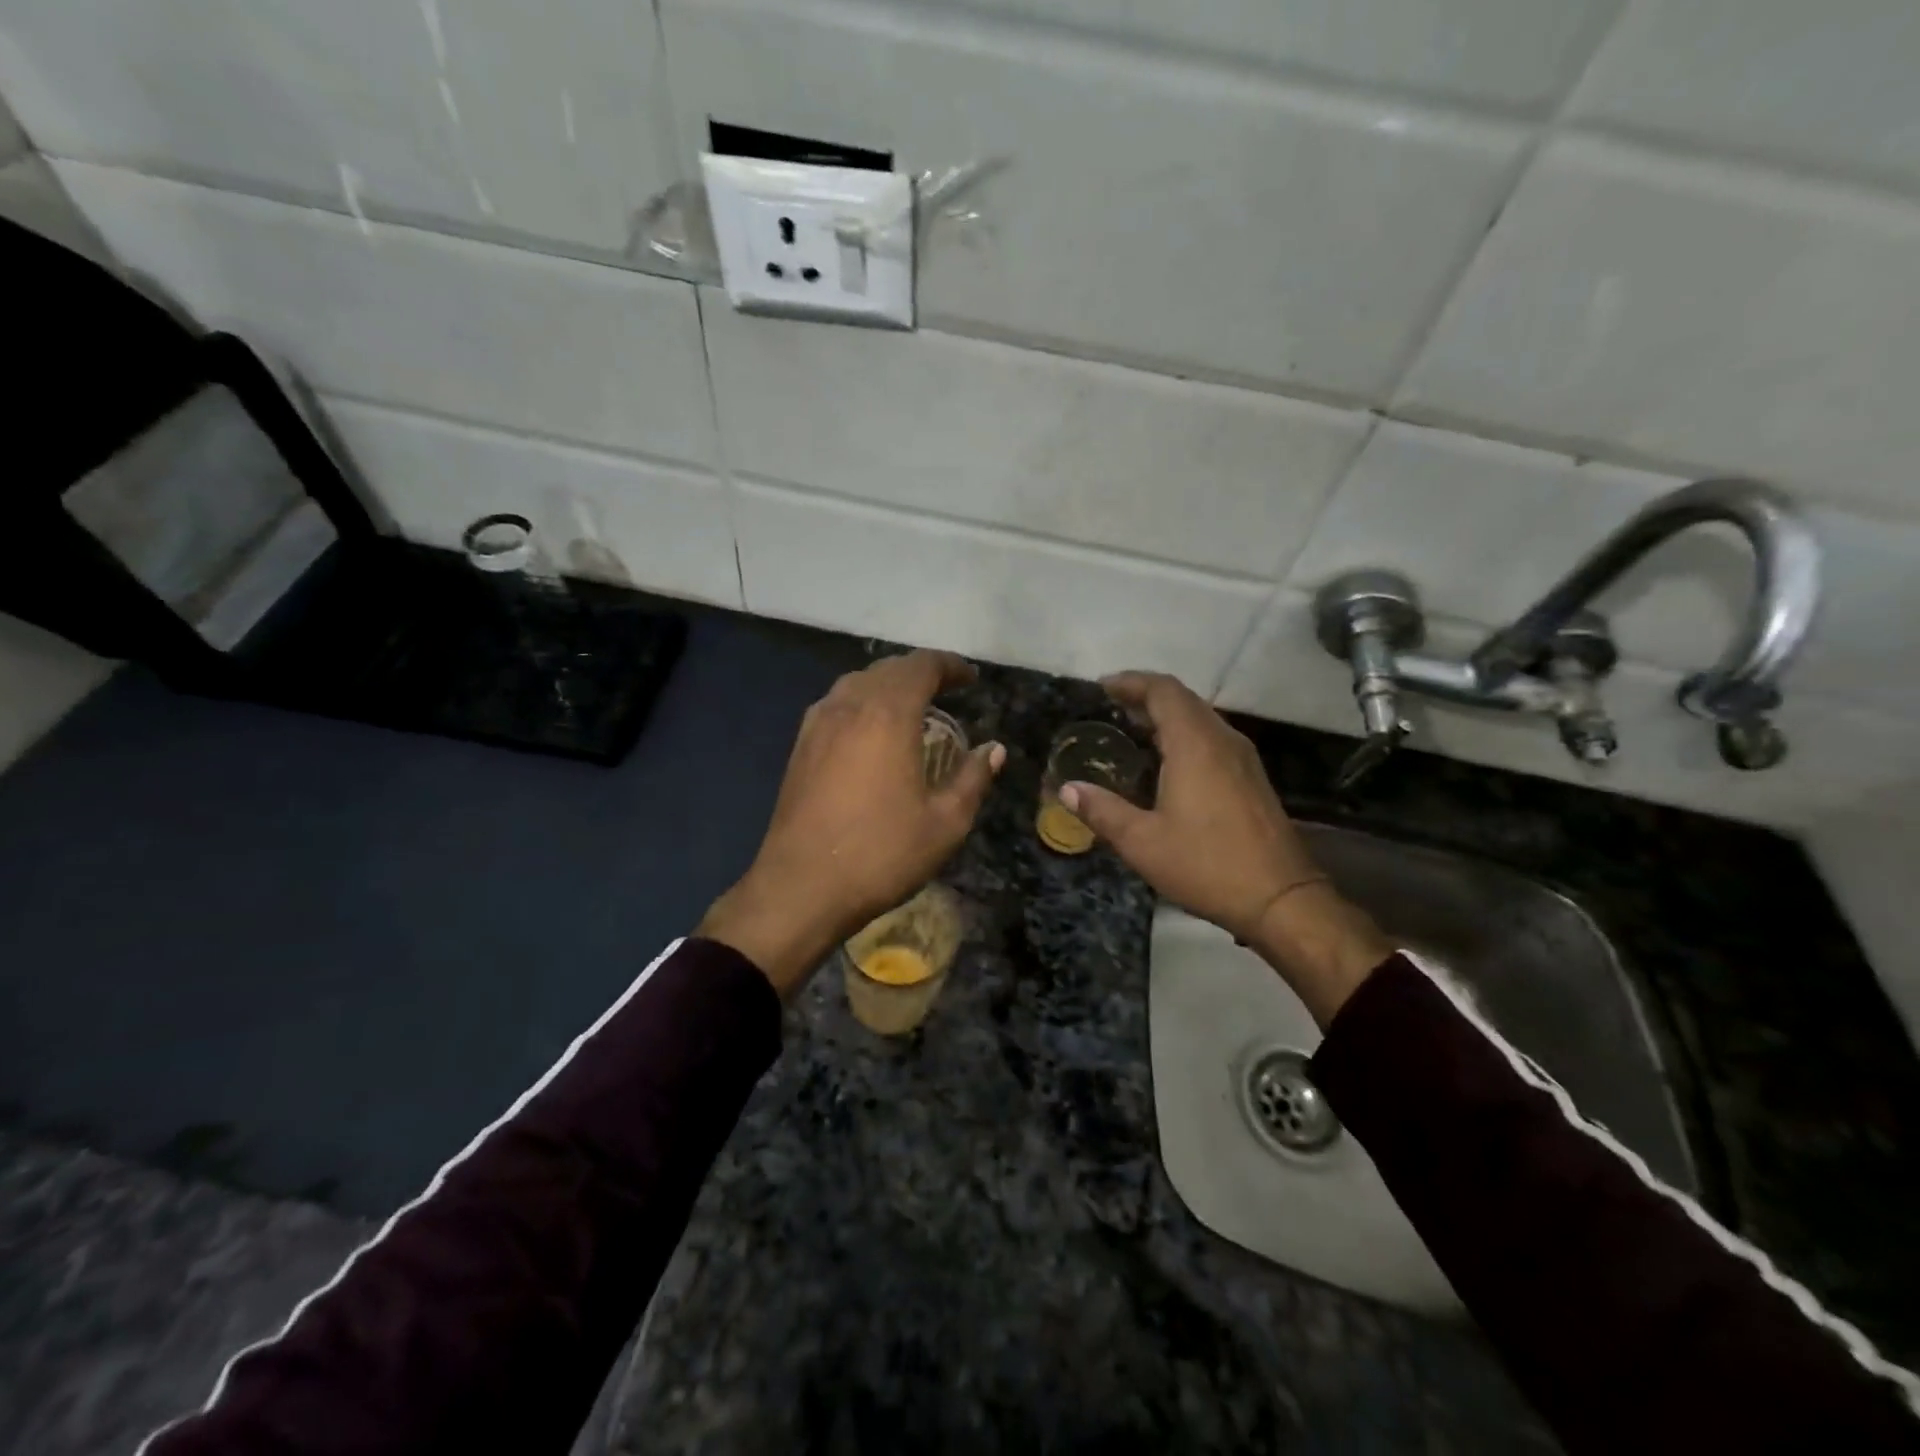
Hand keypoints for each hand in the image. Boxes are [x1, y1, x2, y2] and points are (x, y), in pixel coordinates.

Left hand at [698, 650, 1005, 995]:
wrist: (801, 888)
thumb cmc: (881, 854)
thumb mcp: (945, 823)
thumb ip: (973, 779)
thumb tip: (993, 749)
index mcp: (887, 715)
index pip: (921, 666)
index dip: (950, 665)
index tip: (971, 679)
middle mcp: (849, 706)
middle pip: (888, 669)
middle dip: (921, 672)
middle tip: (948, 690)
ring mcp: (817, 725)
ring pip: (857, 683)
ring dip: (888, 684)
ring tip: (912, 707)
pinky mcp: (800, 747)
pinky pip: (836, 705)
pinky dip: (862, 702)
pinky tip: (870, 731)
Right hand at [1059, 671, 1391, 1024]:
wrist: (1281, 899)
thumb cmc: (1206, 865)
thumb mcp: (1142, 842)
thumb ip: (1102, 810)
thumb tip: (1067, 789)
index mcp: (1195, 744)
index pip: (1163, 691)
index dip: (1131, 682)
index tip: (1102, 687)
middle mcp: (1222, 740)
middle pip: (1183, 699)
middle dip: (1146, 696)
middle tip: (1111, 706)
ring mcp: (1243, 759)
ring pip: (1201, 718)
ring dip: (1167, 716)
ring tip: (1133, 729)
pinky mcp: (1252, 778)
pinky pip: (1212, 739)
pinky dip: (1184, 735)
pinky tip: (1167, 762)